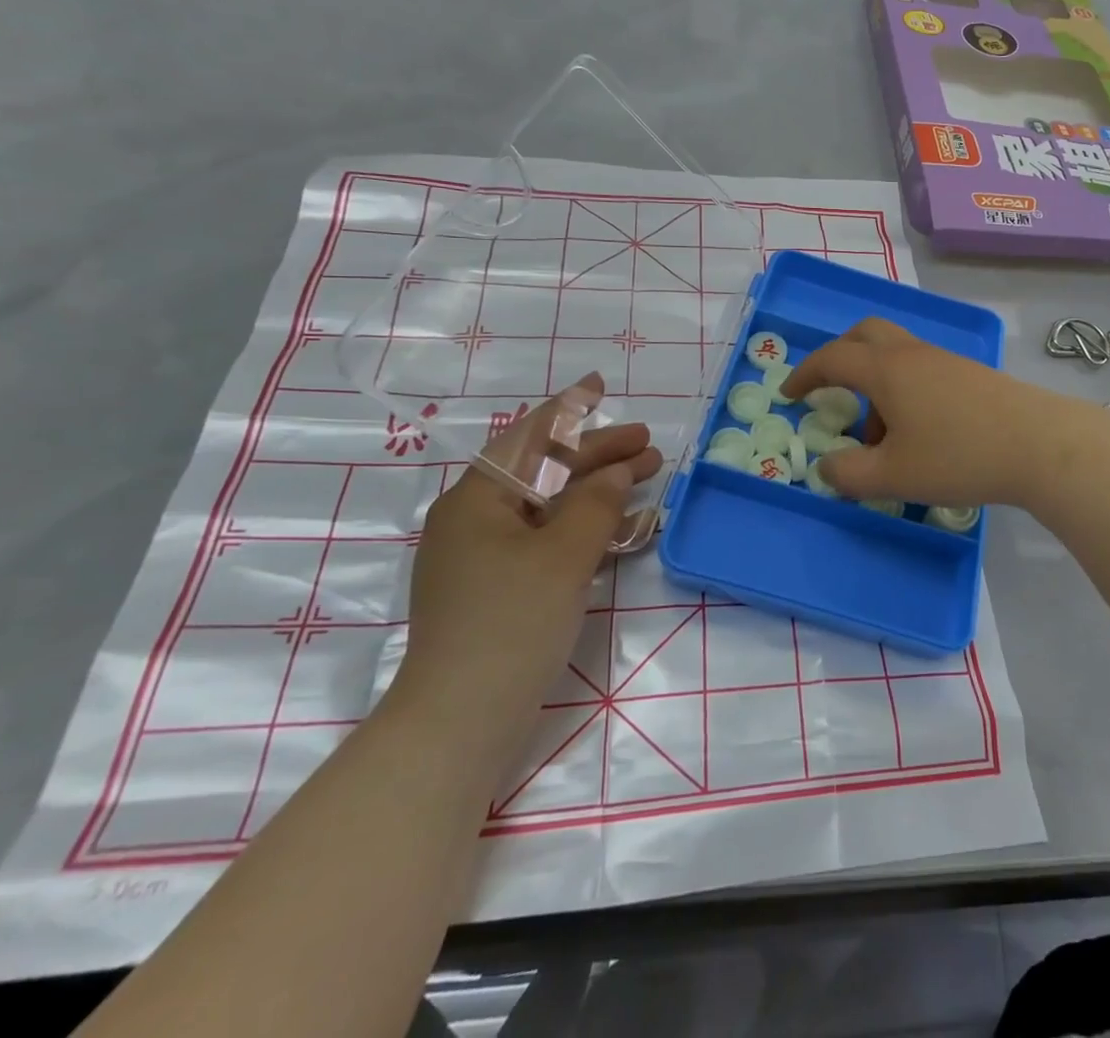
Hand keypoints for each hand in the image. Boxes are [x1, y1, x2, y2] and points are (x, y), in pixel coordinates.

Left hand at [384, 373, 662, 775]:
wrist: (460, 723)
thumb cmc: (510, 623)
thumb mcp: (563, 555)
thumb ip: (596, 503)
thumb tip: (618, 471)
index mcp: (476, 498)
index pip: (530, 437)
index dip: (571, 410)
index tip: (602, 386)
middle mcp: (474, 519)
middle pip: (544, 469)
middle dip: (598, 454)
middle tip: (649, 445)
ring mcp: (483, 556)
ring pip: (549, 505)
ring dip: (597, 489)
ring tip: (646, 476)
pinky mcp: (497, 588)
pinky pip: (547, 539)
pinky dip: (584, 527)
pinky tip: (622, 528)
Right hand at [781, 318, 1088, 509]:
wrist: (1041, 445)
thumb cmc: (959, 456)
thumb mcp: (893, 476)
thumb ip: (849, 474)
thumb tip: (826, 466)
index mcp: (887, 370)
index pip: (833, 358)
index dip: (805, 374)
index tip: (790, 394)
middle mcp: (913, 355)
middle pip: (865, 335)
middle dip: (840, 357)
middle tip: (830, 391)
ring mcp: (945, 361)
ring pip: (896, 357)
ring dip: (875, 385)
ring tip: (882, 440)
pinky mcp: (970, 375)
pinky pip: (921, 371)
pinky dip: (904, 393)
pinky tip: (920, 436)